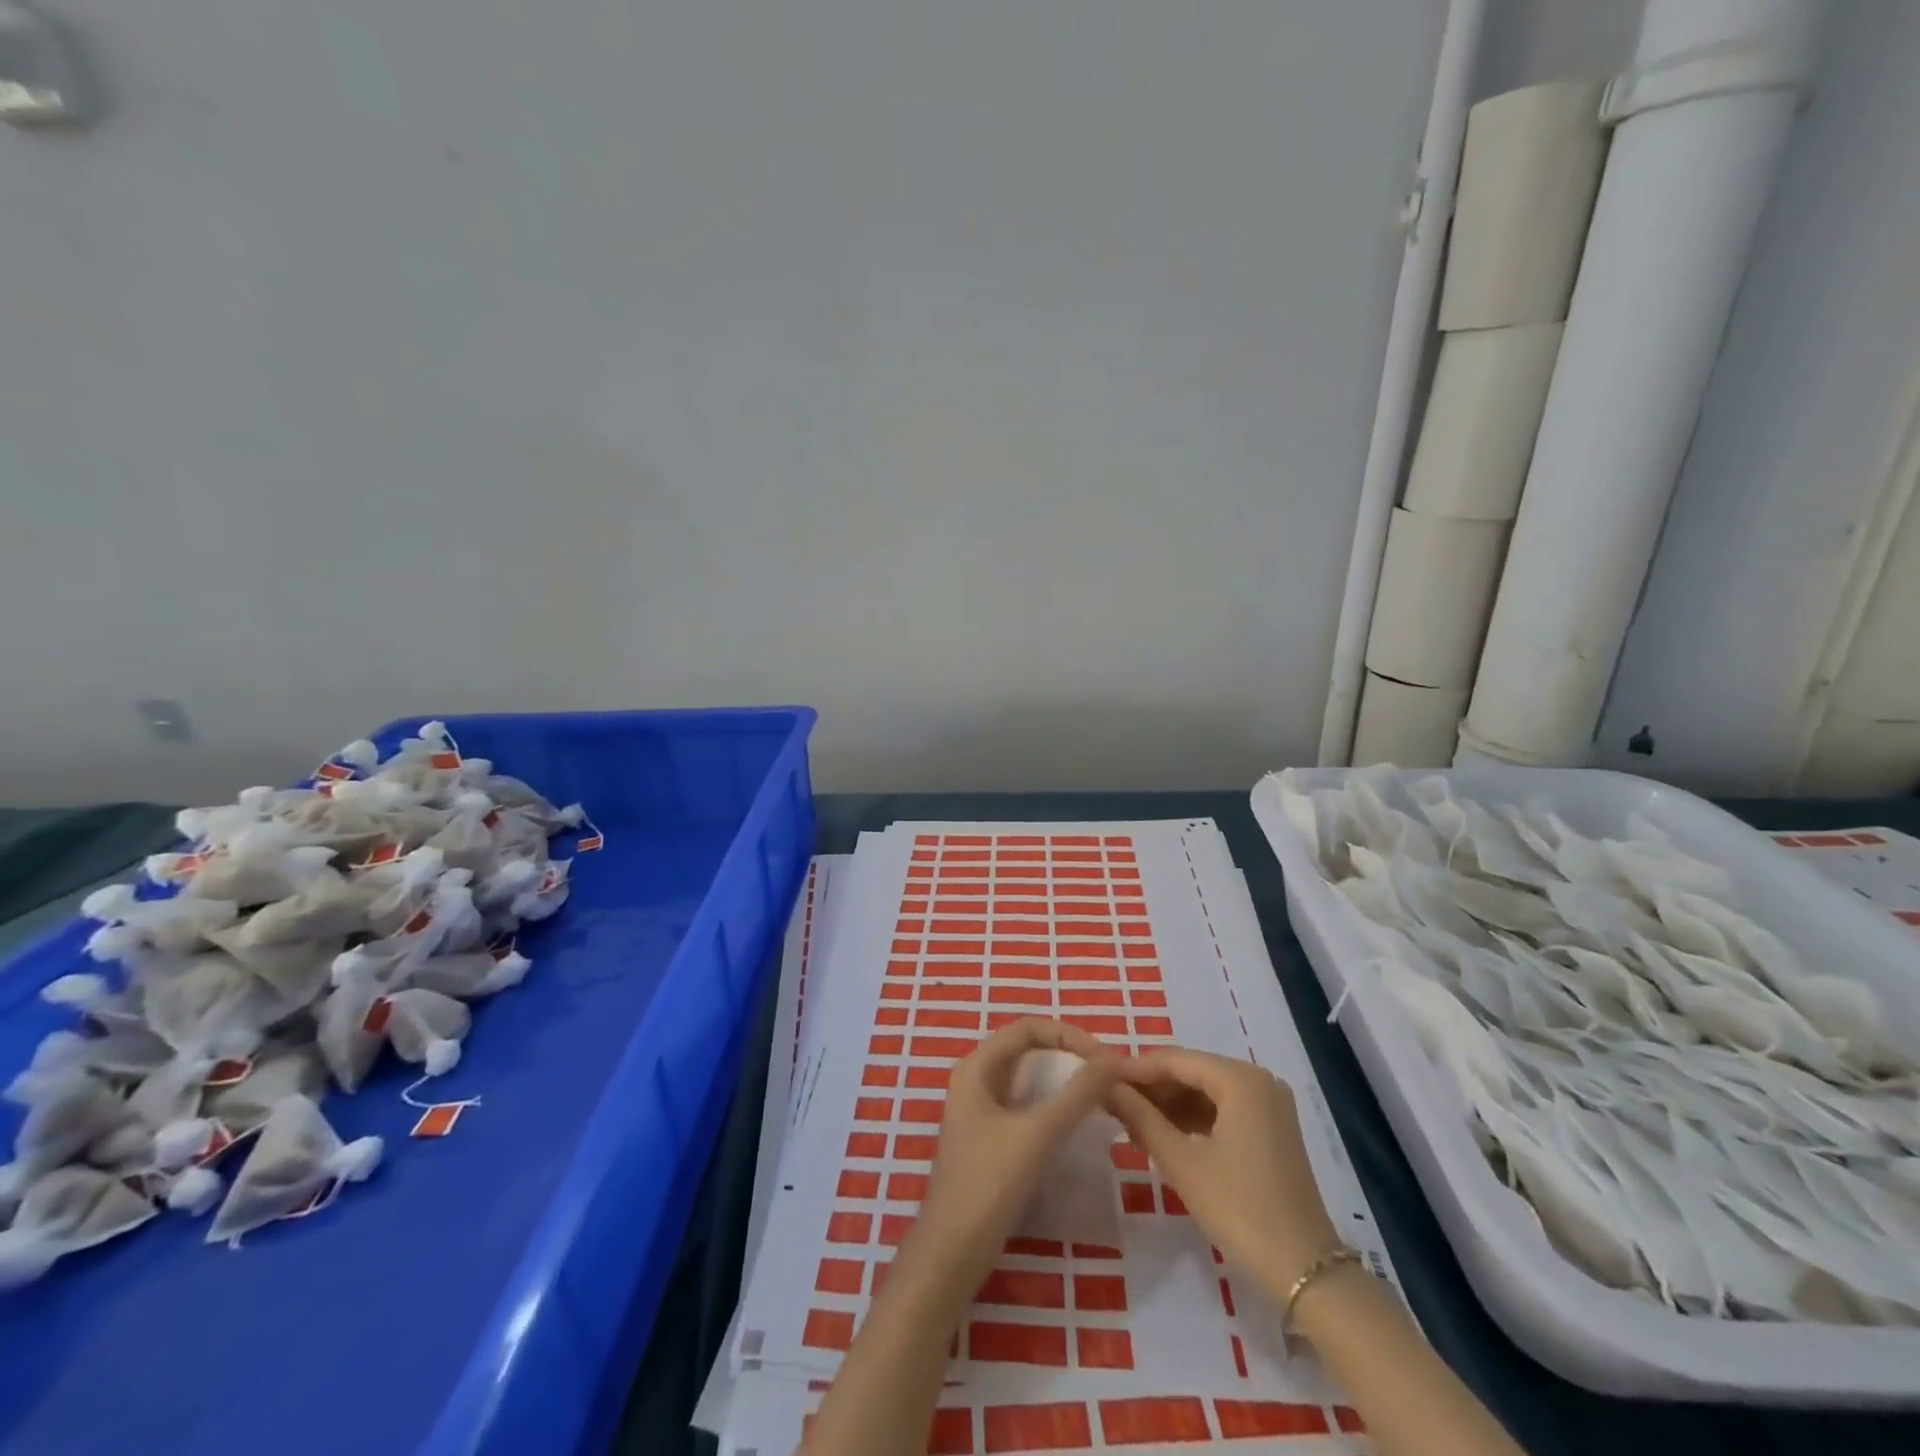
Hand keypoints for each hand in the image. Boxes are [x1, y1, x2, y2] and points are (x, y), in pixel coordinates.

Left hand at [905, 1018, 1122, 1297]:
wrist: (951, 1254)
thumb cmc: (988, 1185)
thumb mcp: (1037, 1134)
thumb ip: (1077, 1095)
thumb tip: (1115, 1060)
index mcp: (976, 1067)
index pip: (1028, 1028)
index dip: (1068, 1034)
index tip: (1105, 1058)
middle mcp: (976, 1080)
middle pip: (1028, 1050)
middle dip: (1069, 1054)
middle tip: (1108, 1073)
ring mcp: (981, 1111)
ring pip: (1029, 1079)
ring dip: (1063, 1080)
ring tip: (1101, 1093)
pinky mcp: (991, 1140)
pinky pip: (1027, 1107)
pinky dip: (1054, 1106)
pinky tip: (1079, 1122)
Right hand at [1108, 1047, 1340, 1291]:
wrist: (1305, 1272)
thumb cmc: (1240, 1209)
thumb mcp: (1182, 1162)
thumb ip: (1141, 1117)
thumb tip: (1106, 1087)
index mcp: (1240, 1079)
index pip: (1175, 1060)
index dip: (1135, 1069)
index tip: (1098, 1078)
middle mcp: (1258, 1080)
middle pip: (1192, 1072)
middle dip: (1151, 1087)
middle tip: (1110, 1102)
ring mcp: (1268, 1105)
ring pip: (1205, 1091)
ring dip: (1168, 1104)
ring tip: (1128, 1120)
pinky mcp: (1271, 1130)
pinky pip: (1222, 1110)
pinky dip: (1191, 1119)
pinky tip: (1161, 1134)